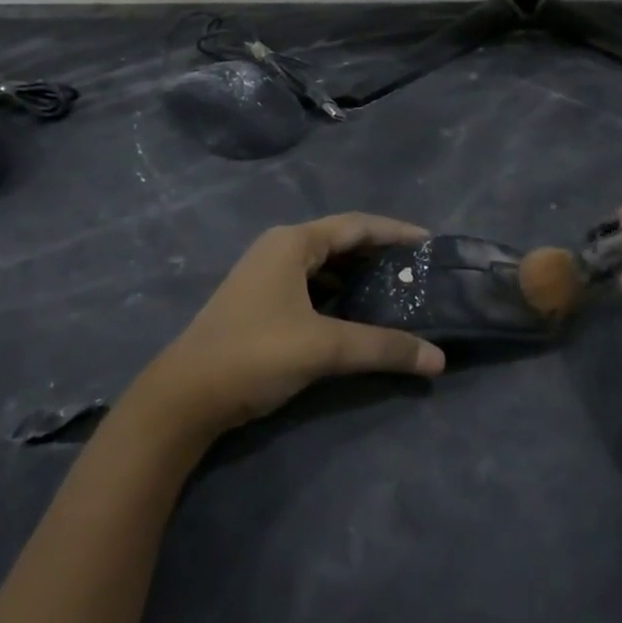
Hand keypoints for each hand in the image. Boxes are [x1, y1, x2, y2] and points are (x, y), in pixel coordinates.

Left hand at [135, 214, 446, 442]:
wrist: (183, 397)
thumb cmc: (255, 354)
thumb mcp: (324, 347)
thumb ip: (383, 348)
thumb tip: (438, 360)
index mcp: (293, 243)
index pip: (356, 225)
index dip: (395, 232)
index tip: (429, 243)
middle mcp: (280, 249)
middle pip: (341, 242)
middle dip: (379, 254)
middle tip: (417, 271)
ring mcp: (266, 275)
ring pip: (325, 266)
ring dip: (358, 276)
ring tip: (395, 291)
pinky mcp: (260, 302)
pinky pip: (311, 286)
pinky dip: (338, 294)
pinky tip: (356, 314)